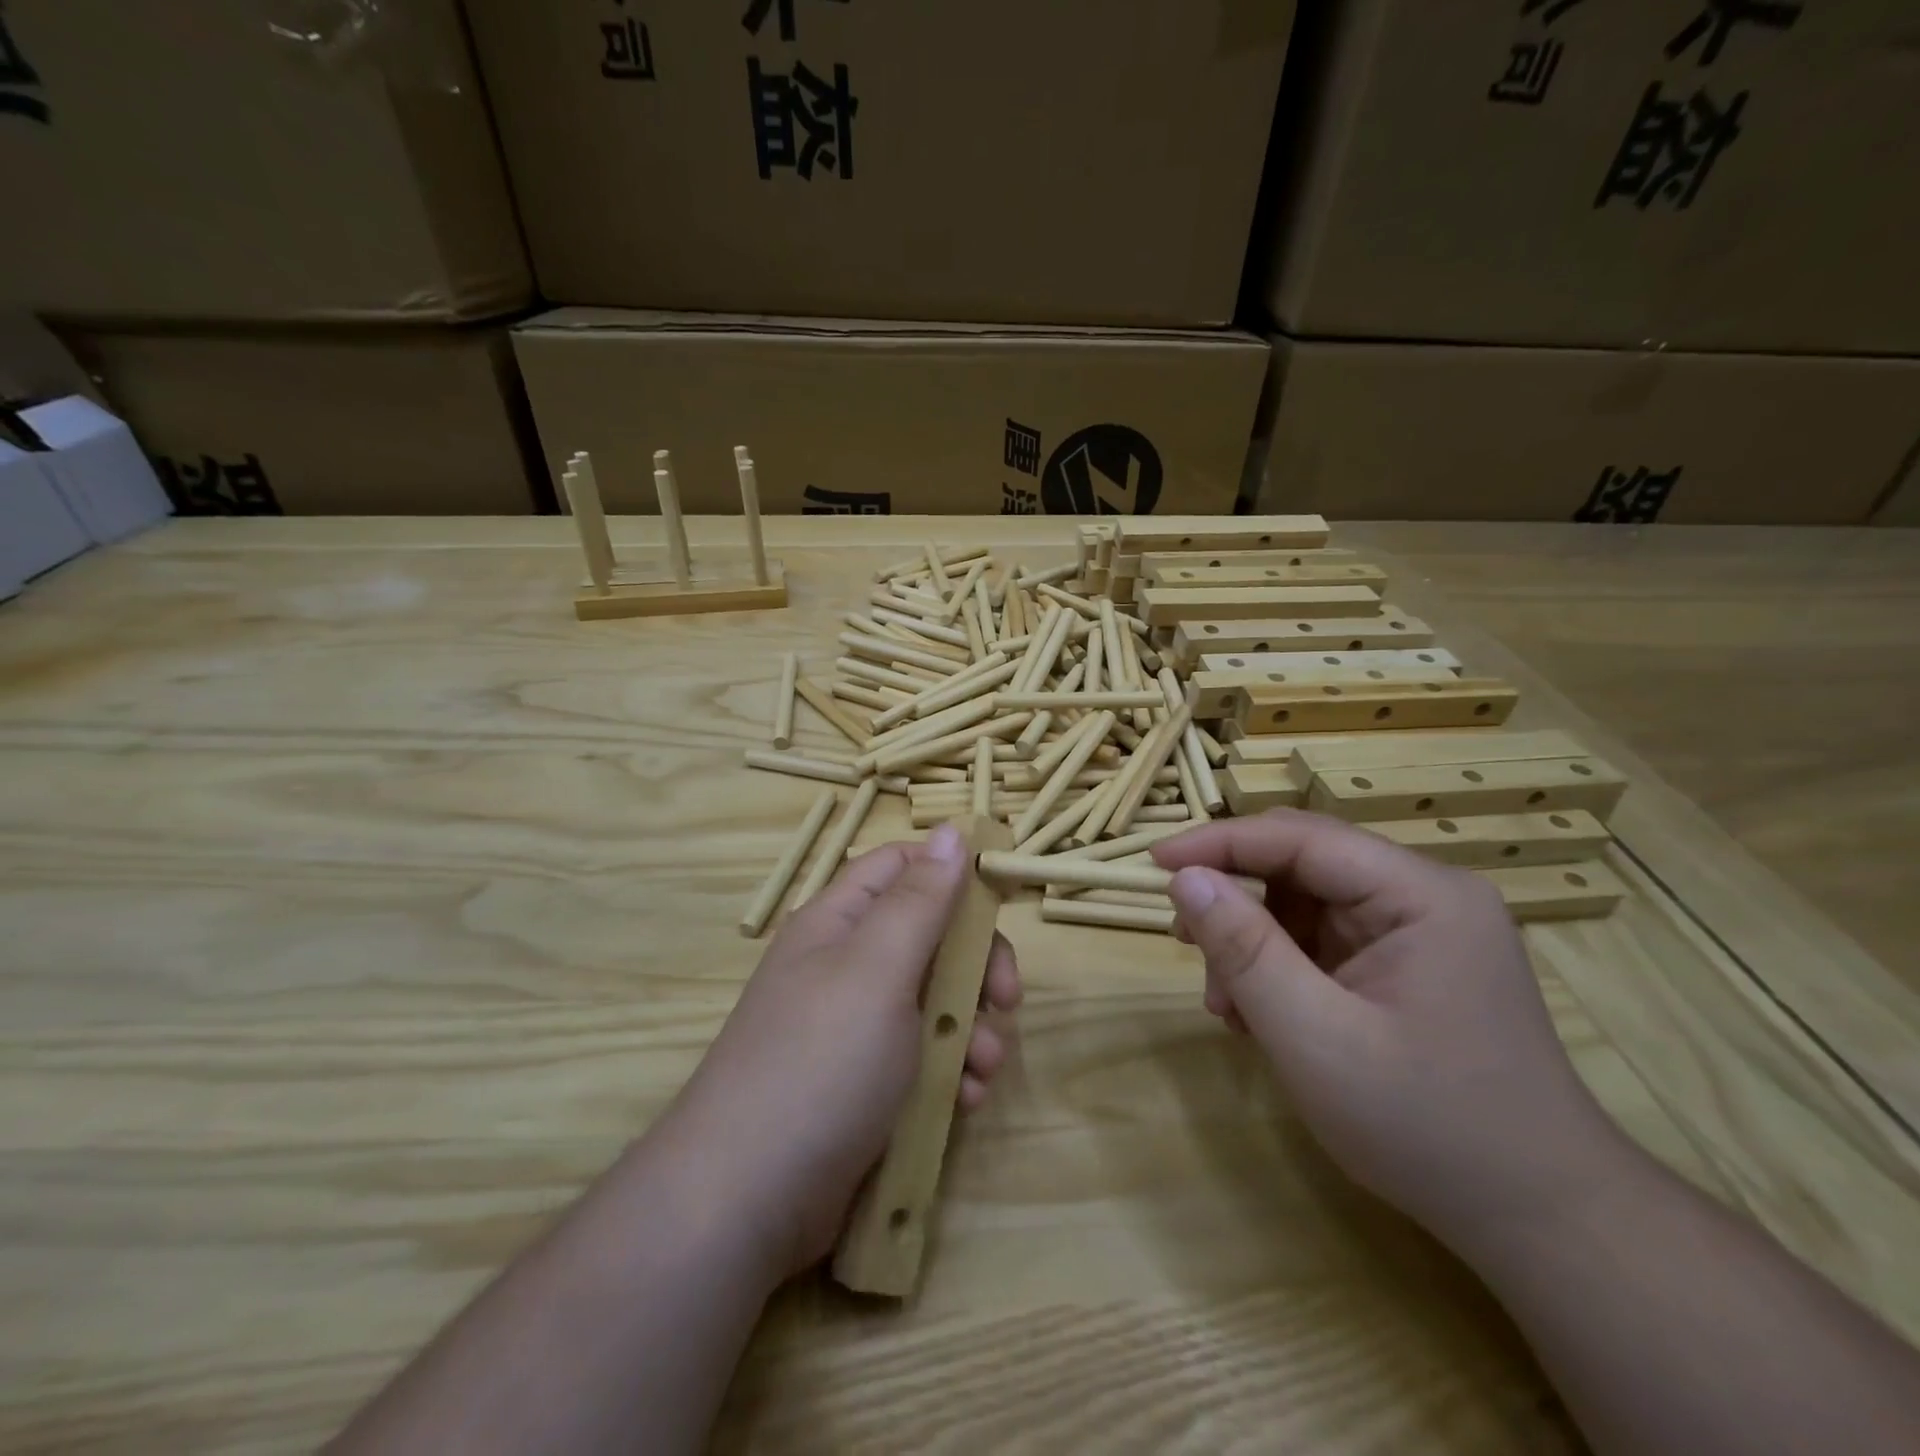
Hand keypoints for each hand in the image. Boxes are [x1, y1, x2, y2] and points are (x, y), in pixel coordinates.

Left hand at [666, 824, 1021, 1279]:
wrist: (747, 1201)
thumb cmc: (821, 1062)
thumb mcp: (878, 969)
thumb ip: (920, 900)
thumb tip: (950, 830)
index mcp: (841, 921)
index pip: (903, 866)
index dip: (953, 874)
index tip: (1003, 903)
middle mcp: (848, 965)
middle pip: (931, 936)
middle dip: (977, 967)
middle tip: (1005, 1001)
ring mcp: (857, 1027)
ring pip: (936, 1001)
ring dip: (972, 1029)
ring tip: (983, 1069)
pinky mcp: (867, 1083)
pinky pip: (924, 1057)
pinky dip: (952, 1072)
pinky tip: (964, 1101)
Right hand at [1153, 809, 1630, 1250]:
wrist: (1539, 1221)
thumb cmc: (1426, 1128)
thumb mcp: (1314, 1038)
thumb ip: (1244, 950)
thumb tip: (1184, 878)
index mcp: (1422, 895)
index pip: (1301, 838)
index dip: (1220, 842)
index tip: (1153, 864)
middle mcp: (1425, 895)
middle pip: (1303, 864)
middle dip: (1235, 896)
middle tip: (1182, 938)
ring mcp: (1419, 930)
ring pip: (1306, 903)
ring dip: (1253, 941)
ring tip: (1226, 1004)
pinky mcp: (1408, 963)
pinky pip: (1323, 939)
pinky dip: (1280, 966)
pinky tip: (1261, 1015)